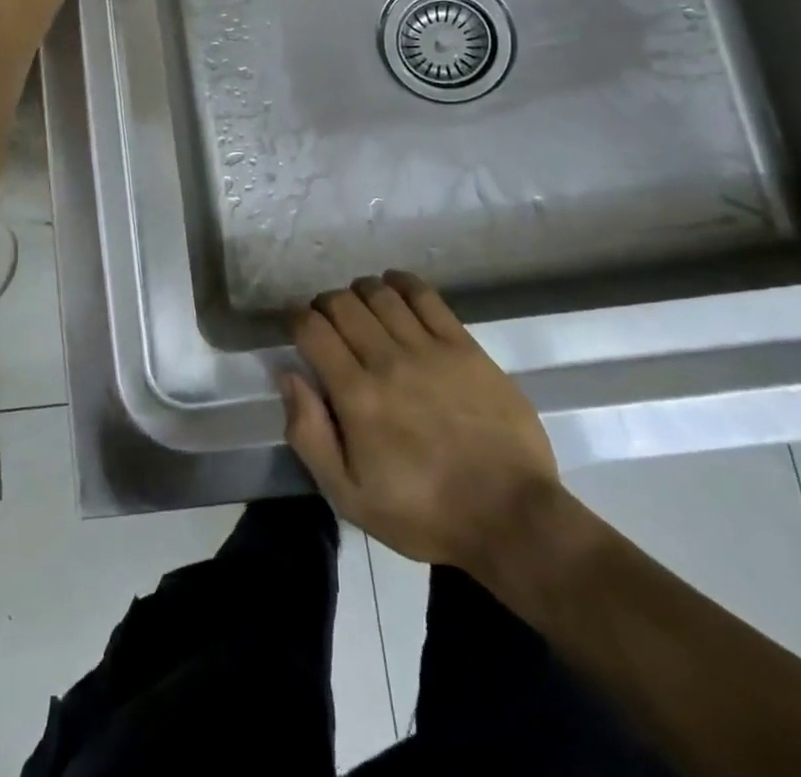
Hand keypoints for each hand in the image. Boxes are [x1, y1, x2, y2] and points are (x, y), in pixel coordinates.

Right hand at [283, 271, 560, 571]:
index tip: (295, 326)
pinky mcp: (464, 346)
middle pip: (343, 304)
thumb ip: (309, 434)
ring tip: (360, 308)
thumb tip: (289, 376)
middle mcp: (387, 361)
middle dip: (325, 305)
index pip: (312, 330)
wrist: (511, 517)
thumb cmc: (424, 513)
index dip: (296, 319)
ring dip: (360, 293)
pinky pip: (425, 297)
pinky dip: (402, 283)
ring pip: (380, 294)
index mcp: (356, 396)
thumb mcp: (349, 495)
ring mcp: (429, 349)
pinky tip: (394, 287)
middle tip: (327, 322)